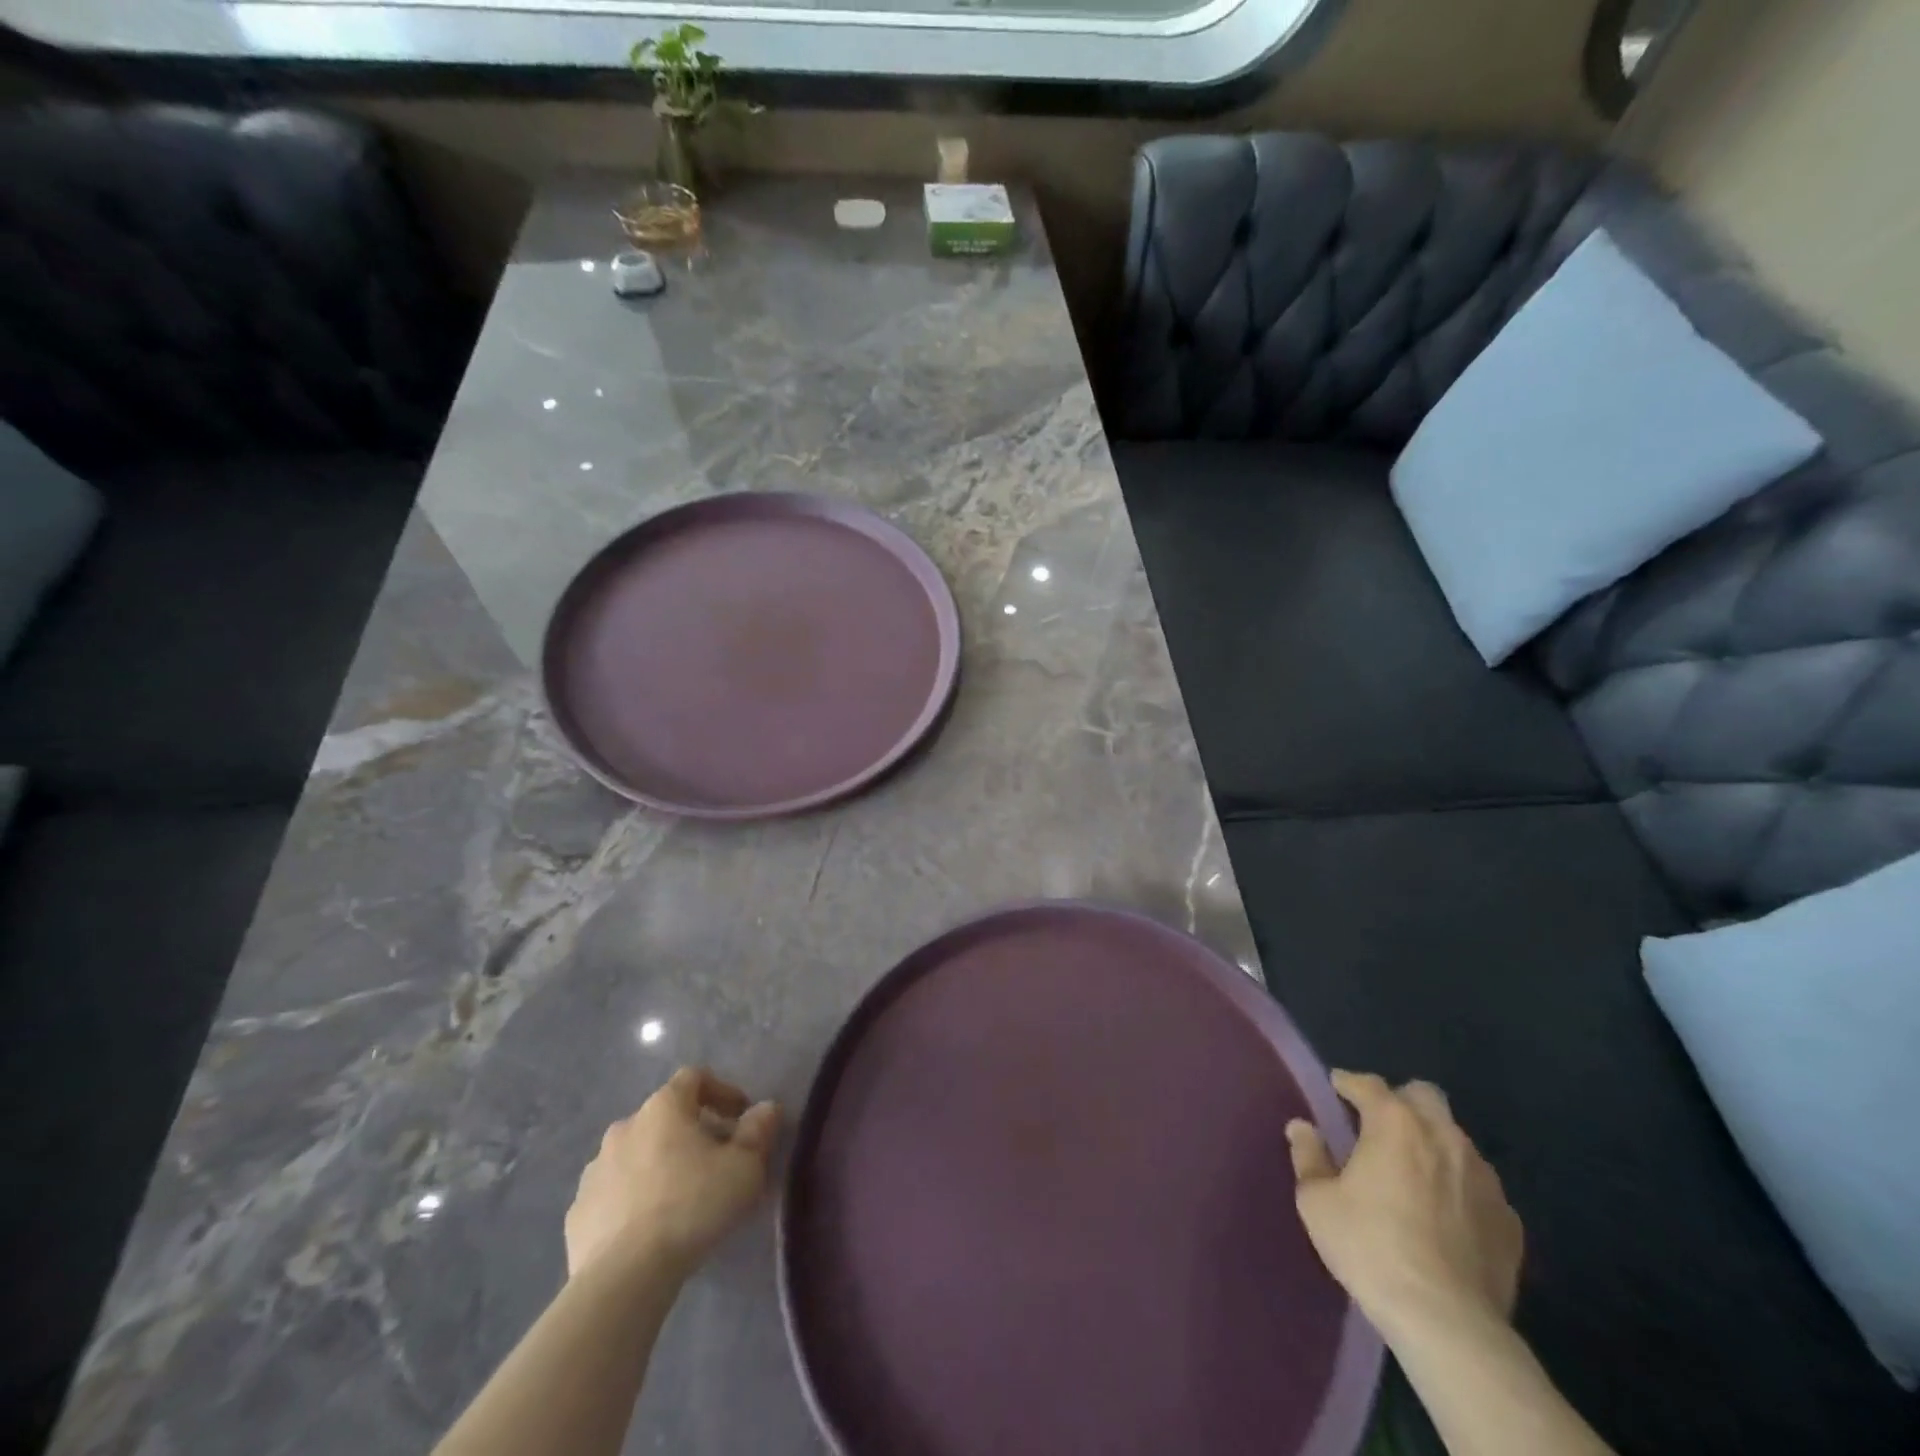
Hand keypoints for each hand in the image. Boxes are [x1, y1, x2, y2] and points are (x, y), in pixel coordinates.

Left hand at [565, 1067, 781, 1281]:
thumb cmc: (691, 1207)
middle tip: (715, 1161)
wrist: (622, 1278)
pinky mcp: (577, 1212)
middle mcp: (625, 1127)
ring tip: (681, 1198)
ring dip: (660, 1164)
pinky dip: (633, 1198)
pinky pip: (613, 1192)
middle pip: (665, 1117)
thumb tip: (766, 1108)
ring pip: (637, 1154)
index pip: (694, 1078)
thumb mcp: (744, 1168)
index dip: (722, 1091)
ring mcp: (595, 1170)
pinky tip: (649, 1228)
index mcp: (664, 1108)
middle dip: (692, 1132)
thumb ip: (758, 1131)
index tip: (741, 1117)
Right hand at [1287, 1070, 1522, 1342]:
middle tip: (1379, 1126)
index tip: (1336, 1088)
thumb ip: (1308, 1155)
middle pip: (1424, 1096)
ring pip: (1455, 1138)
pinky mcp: (1509, 1219)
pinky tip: (1444, 1215)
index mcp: (1395, 1123)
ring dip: (1432, 1143)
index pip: (1368, 1084)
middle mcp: (1443, 1137)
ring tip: (1412, 1173)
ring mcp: (1484, 1177)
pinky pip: (1478, 1185)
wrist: (1447, 1322)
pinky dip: (1458, 1186)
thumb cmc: (1371, 1248)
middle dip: (1400, 1101)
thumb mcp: (1317, 1201)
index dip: (1349, 1083)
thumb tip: (1302, 1126)